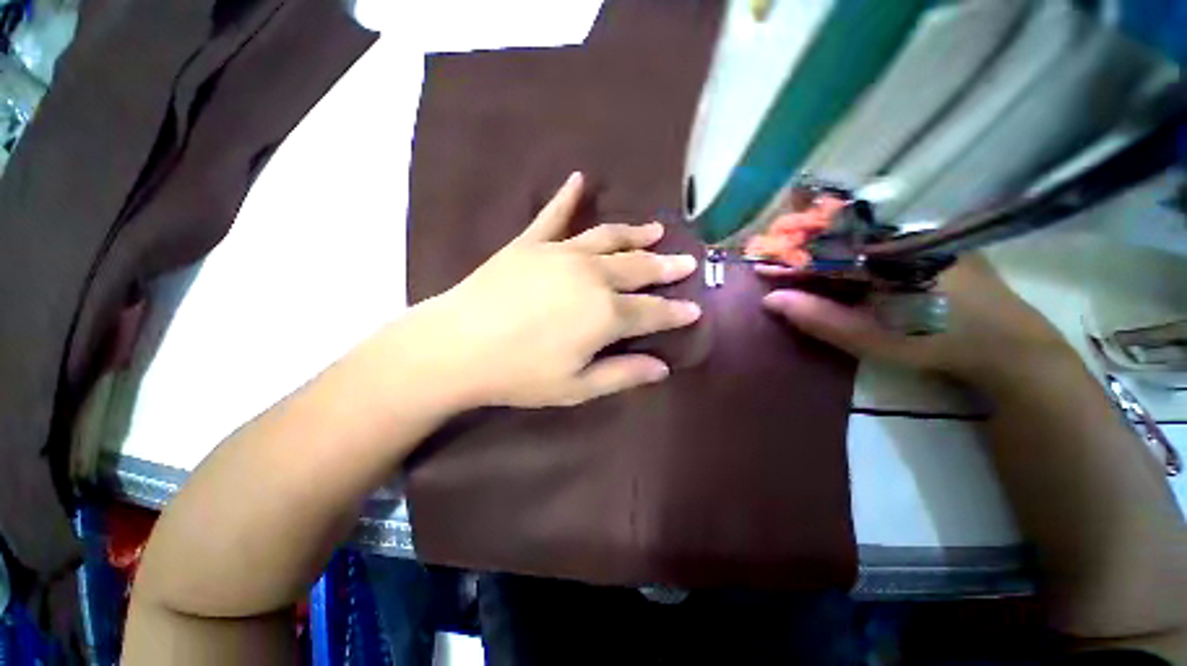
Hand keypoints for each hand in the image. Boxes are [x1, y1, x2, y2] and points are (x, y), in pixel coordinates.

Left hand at [417, 172, 700, 408]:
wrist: (456, 347)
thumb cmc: (520, 374)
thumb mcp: (577, 387)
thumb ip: (623, 374)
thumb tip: (663, 368)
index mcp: (606, 315)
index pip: (653, 311)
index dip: (676, 312)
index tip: (696, 309)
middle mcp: (593, 277)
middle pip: (639, 268)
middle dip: (666, 267)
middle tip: (687, 261)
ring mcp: (561, 254)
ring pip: (610, 239)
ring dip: (636, 234)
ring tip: (657, 230)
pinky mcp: (531, 244)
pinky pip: (553, 215)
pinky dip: (567, 197)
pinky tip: (578, 178)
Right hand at [761, 256, 1074, 393]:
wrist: (1005, 345)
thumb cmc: (934, 342)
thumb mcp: (870, 338)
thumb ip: (819, 317)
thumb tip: (770, 299)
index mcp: (887, 254)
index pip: (822, 250)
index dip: (788, 259)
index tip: (760, 265)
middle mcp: (902, 233)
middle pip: (838, 234)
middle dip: (800, 243)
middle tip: (772, 254)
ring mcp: (919, 233)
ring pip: (858, 233)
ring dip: (822, 242)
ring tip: (794, 253)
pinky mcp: (929, 241)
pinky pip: (878, 238)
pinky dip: (848, 245)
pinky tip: (836, 256)